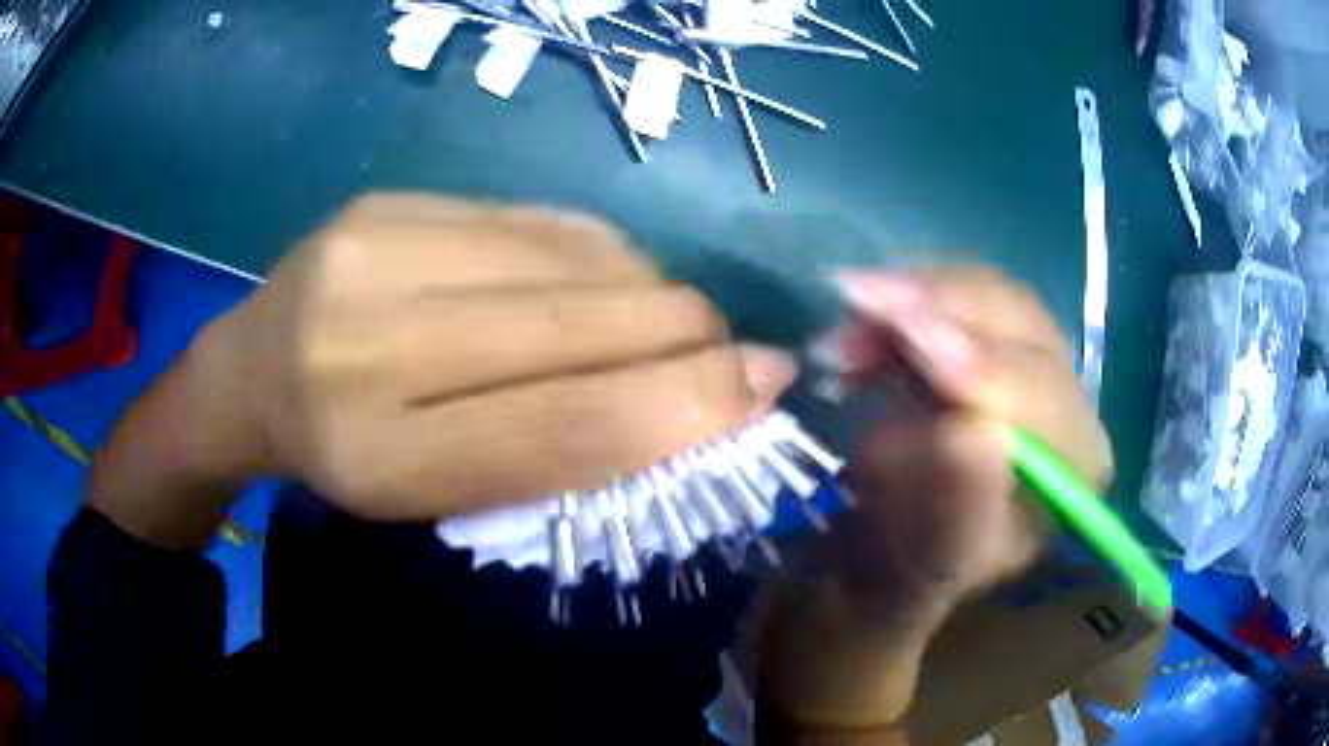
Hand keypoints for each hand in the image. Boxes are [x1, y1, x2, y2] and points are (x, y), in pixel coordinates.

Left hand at [91, 195, 793, 545]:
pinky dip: (597, 251)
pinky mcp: (388, 202)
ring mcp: (373, 252)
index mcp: (382, 460)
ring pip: (569, 259)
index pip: (566, 427)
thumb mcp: (440, 494)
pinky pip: (534, 218)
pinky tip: (604, 277)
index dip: (686, 406)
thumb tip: (692, 399)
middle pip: (577, 328)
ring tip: (667, 317)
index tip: (765, 385)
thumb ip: (555, 451)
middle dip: (687, 334)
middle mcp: (367, 348)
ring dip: (649, 289)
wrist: (250, 377)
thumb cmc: (349, 458)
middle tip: (734, 347)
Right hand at [759, 266, 1111, 733]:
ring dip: (912, 297)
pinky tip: (863, 327)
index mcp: (1075, 467)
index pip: (1044, 396)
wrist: (882, 558)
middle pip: (1020, 325)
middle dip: (938, 306)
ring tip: (845, 322)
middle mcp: (1067, 406)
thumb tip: (974, 434)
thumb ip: (955, 502)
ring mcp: (1029, 366)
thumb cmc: (906, 571)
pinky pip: (954, 297)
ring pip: (985, 296)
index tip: (908, 335)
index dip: (981, 363)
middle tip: (857, 298)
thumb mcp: (925, 559)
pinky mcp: (989, 346)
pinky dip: (904, 299)